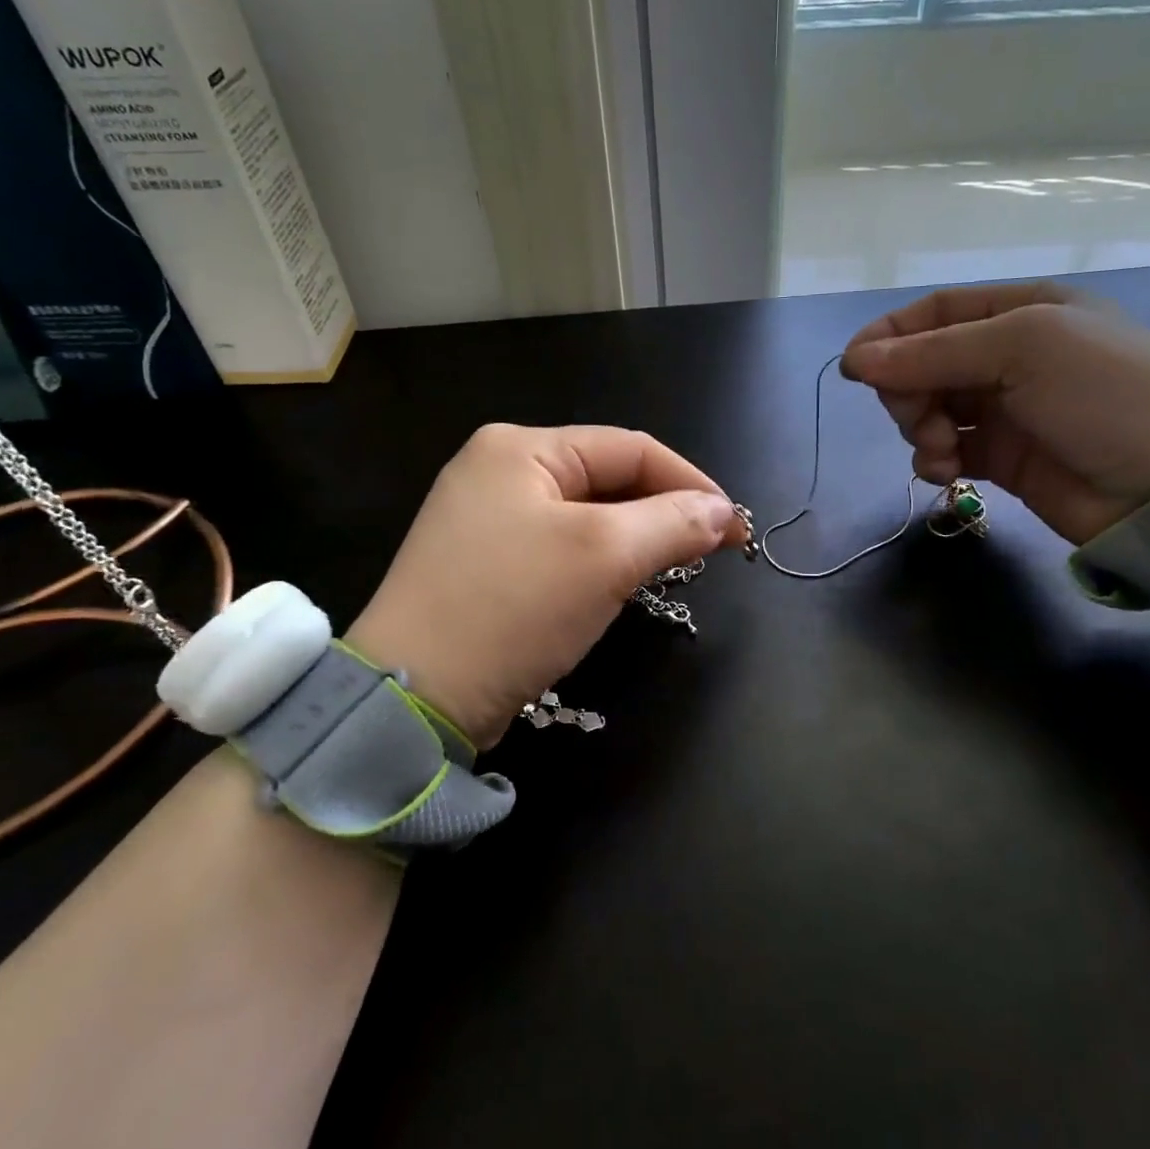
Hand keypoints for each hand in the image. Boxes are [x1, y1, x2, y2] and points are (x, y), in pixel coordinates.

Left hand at [345, 425, 745, 750]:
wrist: (414, 700)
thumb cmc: (513, 607)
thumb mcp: (604, 556)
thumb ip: (673, 522)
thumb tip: (722, 512)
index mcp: (520, 449)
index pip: (629, 448)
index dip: (691, 482)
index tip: (735, 527)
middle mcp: (499, 472)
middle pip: (607, 479)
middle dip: (664, 511)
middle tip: (712, 550)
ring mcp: (487, 520)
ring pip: (588, 516)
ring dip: (637, 538)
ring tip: (677, 565)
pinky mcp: (485, 565)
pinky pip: (561, 549)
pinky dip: (601, 562)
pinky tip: (623, 584)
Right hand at [841, 282, 1149, 544]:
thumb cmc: (1105, 396)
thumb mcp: (1024, 350)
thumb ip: (935, 353)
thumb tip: (855, 359)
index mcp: (1023, 310)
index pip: (937, 312)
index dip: (891, 336)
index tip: (854, 367)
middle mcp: (1011, 355)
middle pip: (926, 362)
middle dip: (908, 389)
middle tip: (916, 417)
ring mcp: (1006, 409)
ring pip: (931, 408)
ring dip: (921, 428)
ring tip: (940, 452)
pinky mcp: (1003, 458)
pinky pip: (947, 449)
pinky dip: (935, 459)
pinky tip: (945, 473)